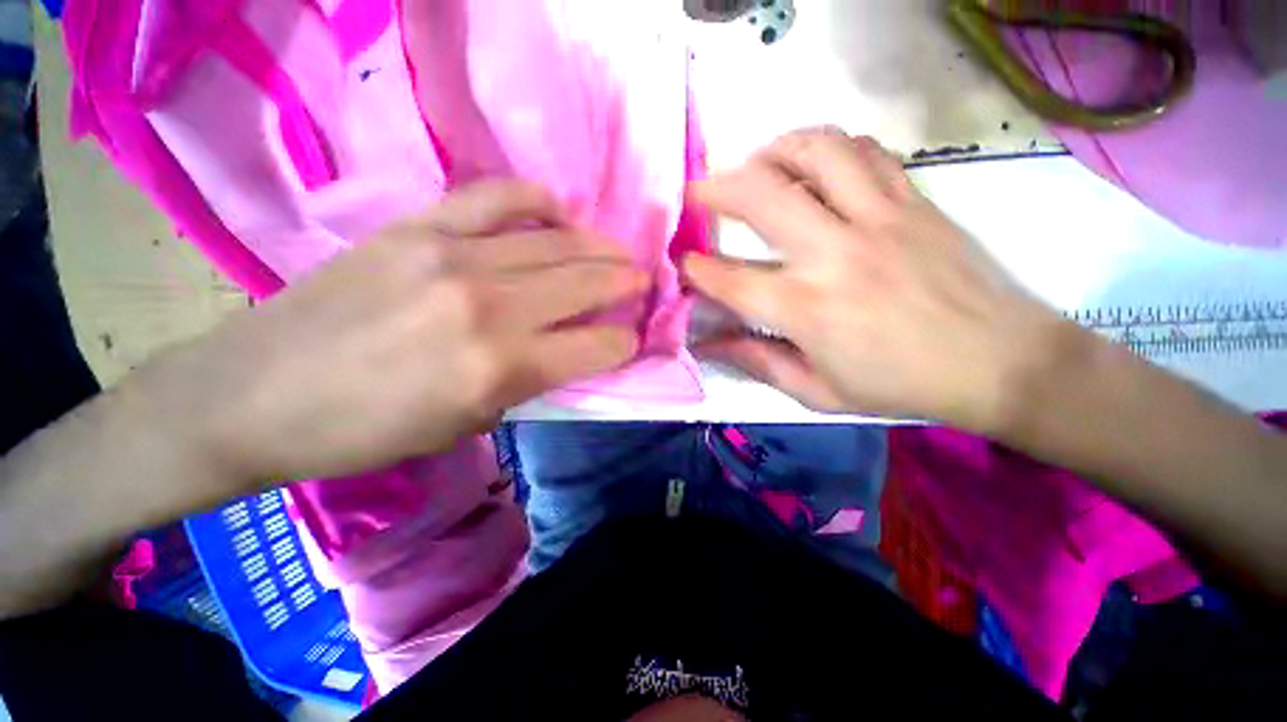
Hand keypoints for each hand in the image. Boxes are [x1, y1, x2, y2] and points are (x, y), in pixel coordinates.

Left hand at [129, 181, 647, 484]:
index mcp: (501, 367)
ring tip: (618, 252)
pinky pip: (498, 197)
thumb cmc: (368, 431)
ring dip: (600, 247)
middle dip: (628, 283)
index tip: (633, 339)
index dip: (626, 343)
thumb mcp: (469, 425)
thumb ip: (532, 382)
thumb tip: (574, 352)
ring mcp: (453, 254)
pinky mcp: (418, 226)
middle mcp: (490, 304)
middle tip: (645, 281)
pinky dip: (540, 201)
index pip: (598, 345)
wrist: (254, 394)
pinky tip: (559, 211)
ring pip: (557, 240)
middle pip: (588, 282)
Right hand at [684, 128, 1065, 431]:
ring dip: (772, 151)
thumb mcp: (818, 392)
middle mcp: (835, 253)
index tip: (681, 261)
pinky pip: (864, 151)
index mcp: (807, 309)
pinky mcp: (913, 201)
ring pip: (815, 152)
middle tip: (697, 192)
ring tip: (755, 164)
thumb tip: (709, 344)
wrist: (1001, 363)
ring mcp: (878, 218)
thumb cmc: (900, 386)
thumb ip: (757, 362)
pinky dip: (828, 147)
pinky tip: (814, 163)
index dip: (696, 269)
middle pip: (761, 195)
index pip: (730, 280)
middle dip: (715, 188)